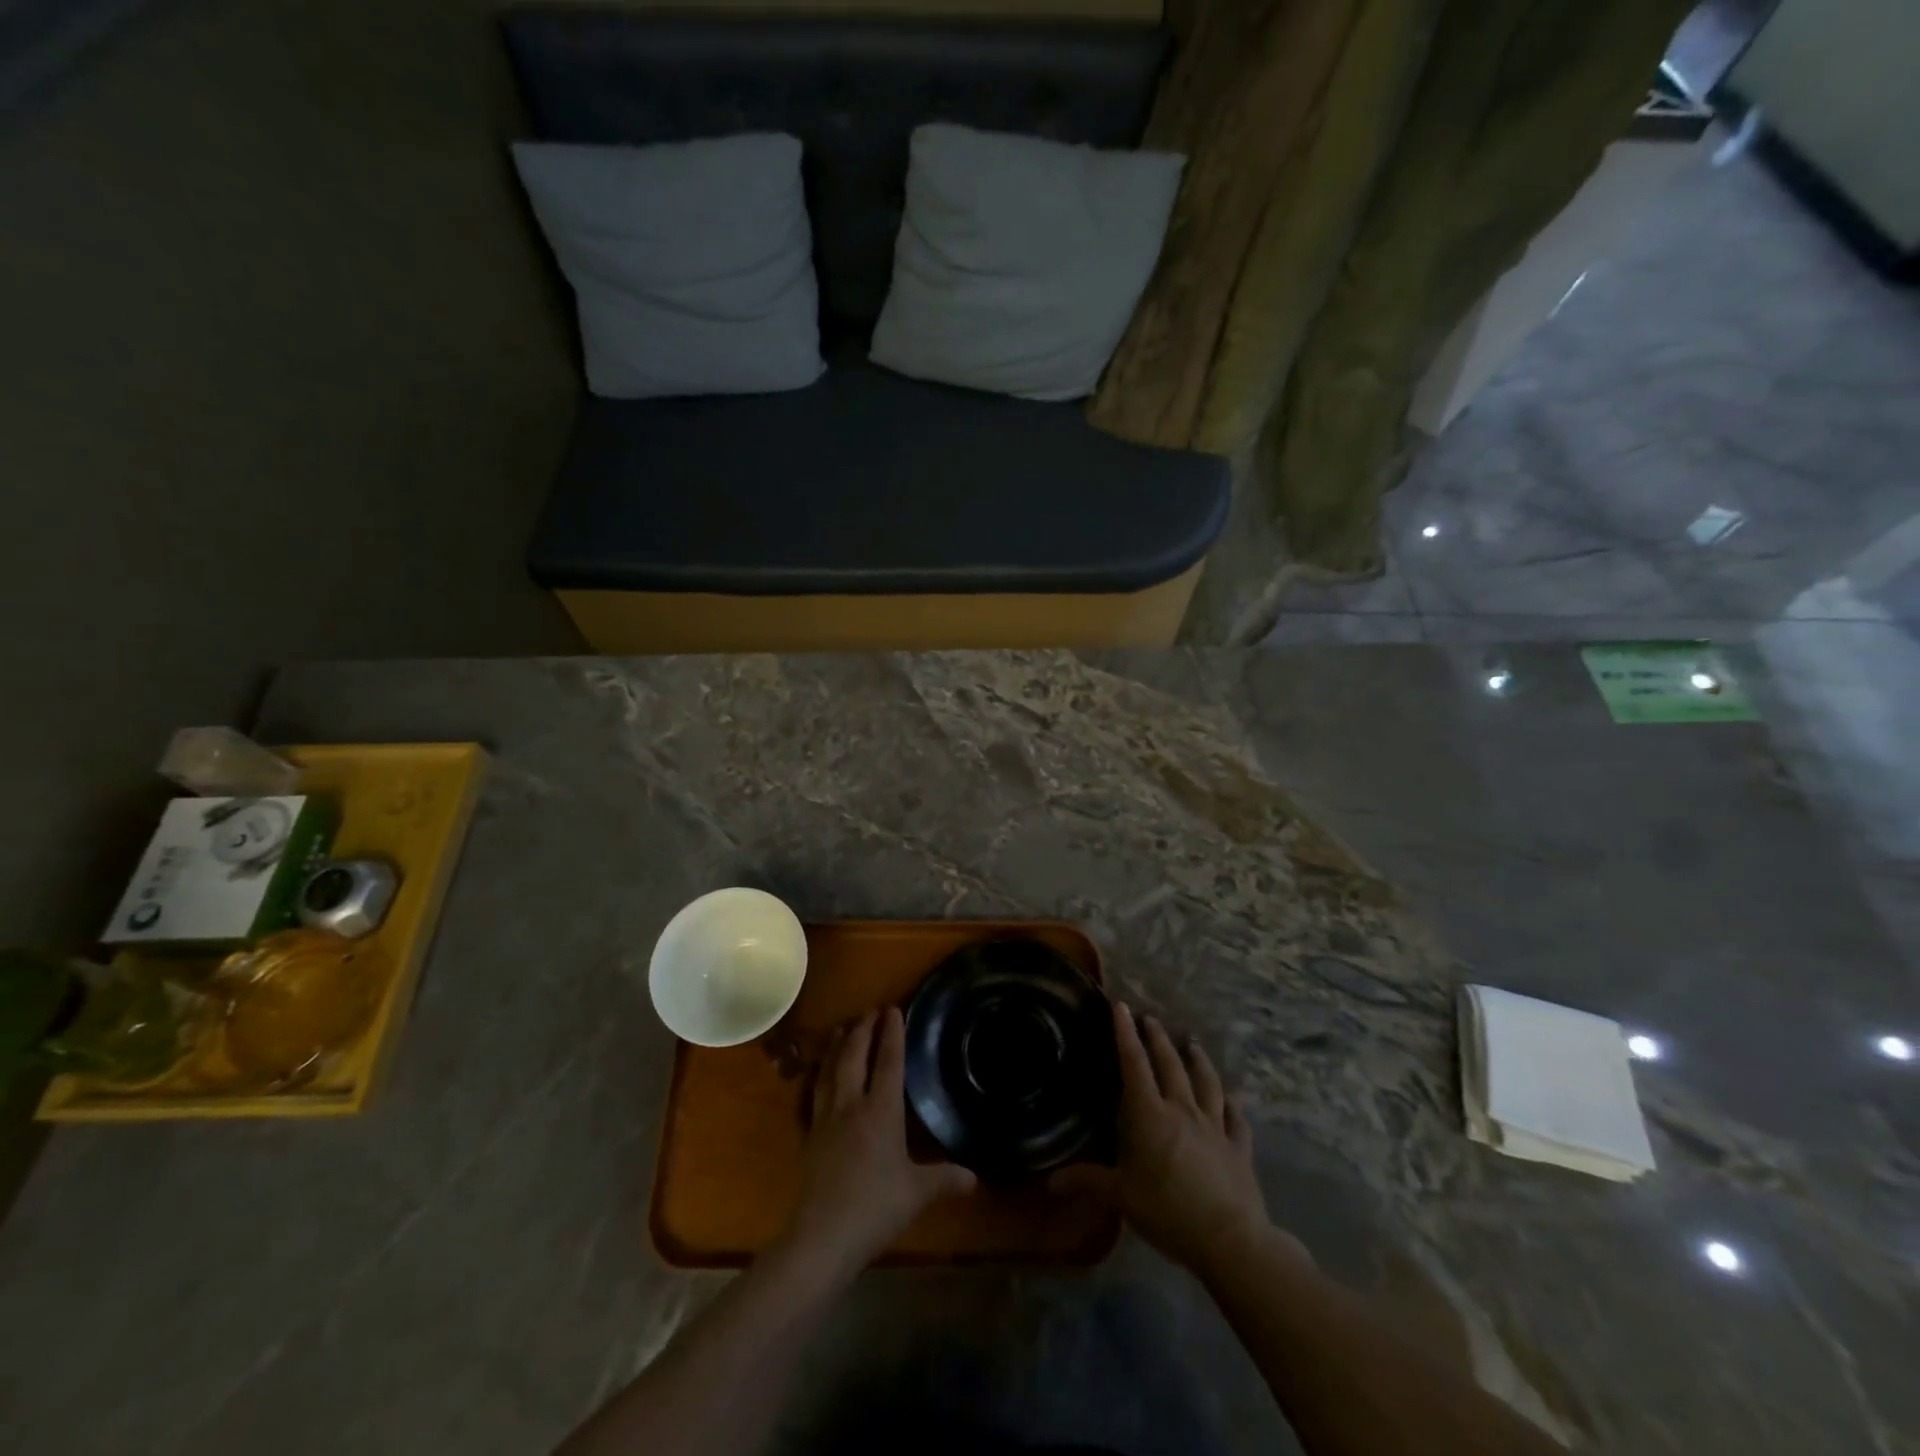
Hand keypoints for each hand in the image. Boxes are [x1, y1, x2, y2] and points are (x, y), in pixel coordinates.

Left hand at [778, 1008, 975, 1278]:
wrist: (822, 1236)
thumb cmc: (875, 1208)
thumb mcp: (917, 1193)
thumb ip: (944, 1179)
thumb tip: (974, 1176)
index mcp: (881, 1110)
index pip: (888, 1062)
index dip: (892, 1034)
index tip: (893, 1009)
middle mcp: (852, 1105)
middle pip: (855, 1057)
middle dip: (863, 1030)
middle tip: (870, 1011)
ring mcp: (826, 1119)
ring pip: (831, 1070)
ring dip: (838, 1046)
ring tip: (842, 1029)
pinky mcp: (810, 1136)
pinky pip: (815, 1094)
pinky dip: (820, 1075)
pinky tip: (820, 1076)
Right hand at [1095, 1003, 1274, 1274]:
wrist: (1230, 1239)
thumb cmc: (1168, 1212)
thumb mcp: (1122, 1197)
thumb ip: (1088, 1183)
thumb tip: (1049, 1182)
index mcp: (1150, 1115)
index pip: (1134, 1065)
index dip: (1125, 1034)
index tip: (1122, 1006)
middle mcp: (1182, 1110)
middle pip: (1170, 1065)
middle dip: (1158, 1039)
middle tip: (1151, 1019)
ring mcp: (1214, 1127)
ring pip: (1206, 1083)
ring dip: (1198, 1061)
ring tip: (1192, 1044)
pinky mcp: (1239, 1148)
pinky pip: (1236, 1119)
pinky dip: (1232, 1105)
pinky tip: (1231, 1097)